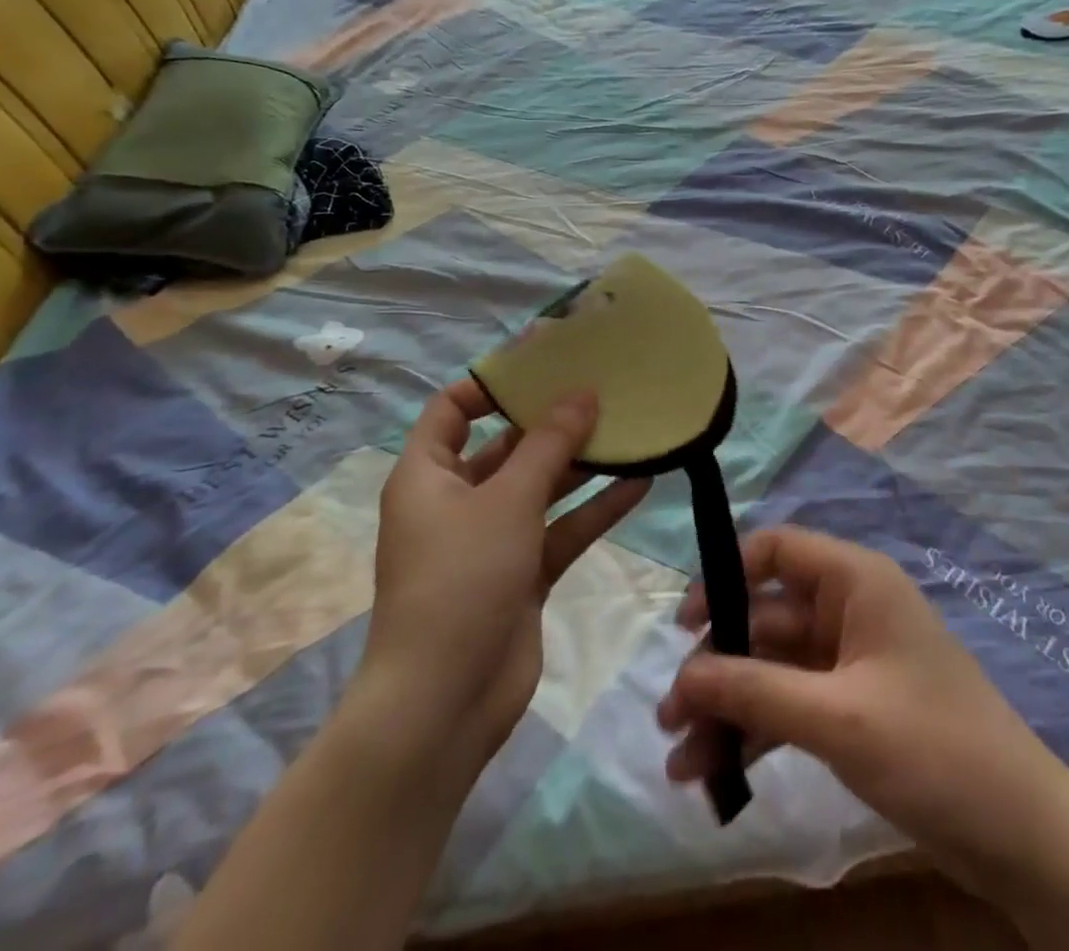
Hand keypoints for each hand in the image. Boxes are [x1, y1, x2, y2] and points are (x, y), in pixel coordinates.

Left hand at [354, 379, 649, 765]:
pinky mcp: (522, 574)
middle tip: (603, 391)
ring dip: (582, 465)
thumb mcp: (508, 499)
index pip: (452, 410)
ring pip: (541, 488)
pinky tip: (641, 483)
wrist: (444, 704)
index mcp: (428, 475)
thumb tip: (584, 392)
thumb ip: (550, 443)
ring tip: (630, 431)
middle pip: (506, 446)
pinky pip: (561, 529)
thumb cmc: (461, 579)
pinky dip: (593, 509)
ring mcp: (491, 540)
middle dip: (552, 422)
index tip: (544, 364)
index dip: (491, 383)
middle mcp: (456, 501)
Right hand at [657, 527, 1068, 896]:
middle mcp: (849, 609)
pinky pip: (791, 705)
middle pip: (766, 618)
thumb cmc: (933, 749)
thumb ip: (756, 690)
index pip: (776, 550)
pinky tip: (717, 775)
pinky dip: (756, 733)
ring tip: (680, 762)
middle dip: (717, 665)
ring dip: (728, 708)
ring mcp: (851, 661)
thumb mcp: (838, 717)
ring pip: (773, 668)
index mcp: (855, 581)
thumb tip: (684, 673)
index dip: (725, 576)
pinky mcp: (853, 708)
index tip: (684, 625)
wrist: (1023, 836)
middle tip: (670, 716)